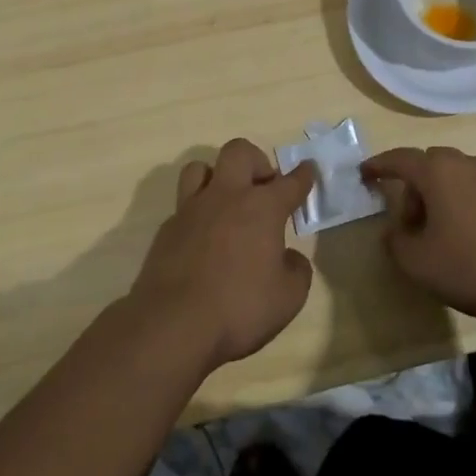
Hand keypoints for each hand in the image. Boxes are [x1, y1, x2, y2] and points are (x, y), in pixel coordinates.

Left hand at [128, 139, 316, 372]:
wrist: (173, 324)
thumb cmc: (239, 308)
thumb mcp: (288, 298)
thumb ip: (296, 270)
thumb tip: (288, 258)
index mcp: (262, 207)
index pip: (290, 182)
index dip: (303, 175)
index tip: (308, 170)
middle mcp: (227, 196)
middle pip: (239, 151)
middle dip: (256, 161)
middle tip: (263, 189)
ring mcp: (192, 209)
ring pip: (200, 167)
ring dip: (217, 177)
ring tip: (226, 202)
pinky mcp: (167, 228)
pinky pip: (184, 205)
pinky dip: (197, 214)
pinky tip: (203, 238)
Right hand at [361, 146, 475, 319]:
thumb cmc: (474, 262)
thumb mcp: (420, 263)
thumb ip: (397, 244)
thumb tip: (394, 232)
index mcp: (436, 171)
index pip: (399, 158)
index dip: (378, 165)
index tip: (364, 172)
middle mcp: (464, 163)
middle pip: (428, 164)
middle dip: (413, 187)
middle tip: (407, 220)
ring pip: (454, 176)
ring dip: (439, 197)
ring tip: (438, 233)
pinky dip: (462, 204)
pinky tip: (467, 237)